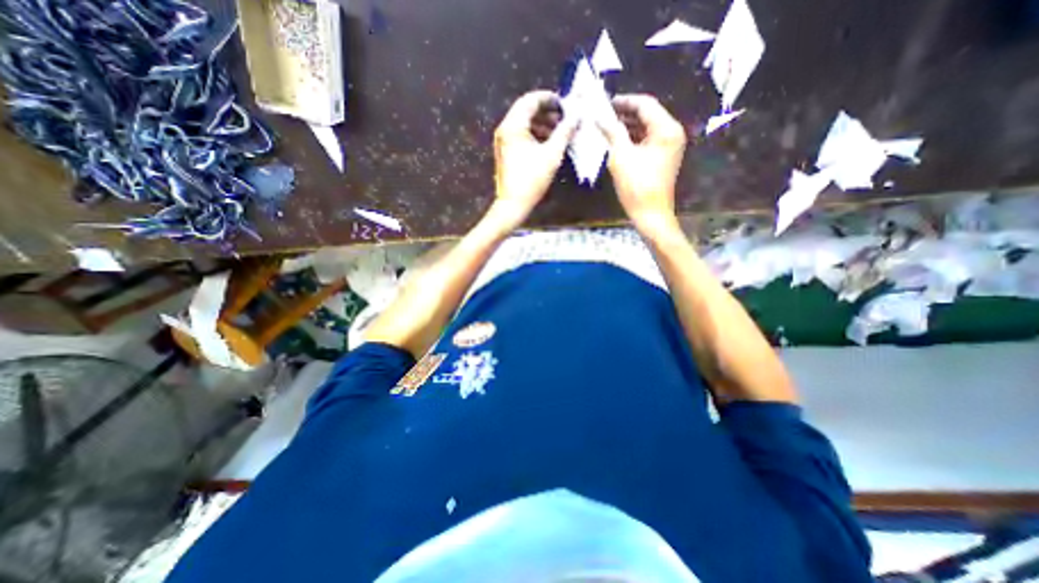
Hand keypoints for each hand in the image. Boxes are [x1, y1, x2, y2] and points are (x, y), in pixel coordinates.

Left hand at [492, 90, 580, 230]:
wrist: (513, 204)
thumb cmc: (532, 179)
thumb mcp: (552, 154)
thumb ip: (565, 132)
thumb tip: (576, 117)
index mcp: (513, 125)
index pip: (531, 100)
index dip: (549, 99)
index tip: (565, 104)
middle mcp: (504, 129)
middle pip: (526, 110)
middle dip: (546, 112)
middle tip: (564, 118)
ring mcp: (503, 140)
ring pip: (523, 123)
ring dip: (541, 124)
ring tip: (559, 132)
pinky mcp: (504, 151)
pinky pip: (520, 135)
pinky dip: (534, 134)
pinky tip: (547, 143)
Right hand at [598, 93, 687, 233]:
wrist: (651, 214)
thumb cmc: (637, 186)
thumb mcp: (621, 157)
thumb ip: (612, 132)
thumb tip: (600, 117)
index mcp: (666, 129)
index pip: (645, 104)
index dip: (624, 101)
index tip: (604, 103)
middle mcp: (672, 133)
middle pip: (647, 114)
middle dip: (624, 113)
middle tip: (602, 115)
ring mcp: (669, 145)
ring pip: (646, 127)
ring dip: (627, 126)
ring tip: (606, 127)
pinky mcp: (663, 157)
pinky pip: (647, 140)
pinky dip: (632, 138)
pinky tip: (616, 141)